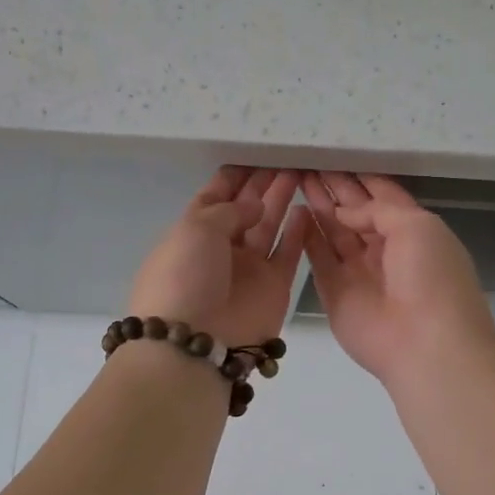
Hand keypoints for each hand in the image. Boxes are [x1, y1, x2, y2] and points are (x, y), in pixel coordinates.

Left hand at [127, 167, 308, 346]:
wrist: (195, 341)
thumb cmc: (185, 276)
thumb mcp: (196, 228)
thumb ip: (230, 210)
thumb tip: (255, 207)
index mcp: (193, 231)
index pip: (214, 196)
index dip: (234, 177)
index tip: (256, 154)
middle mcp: (221, 248)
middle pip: (245, 209)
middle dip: (262, 184)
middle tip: (286, 158)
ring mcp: (248, 268)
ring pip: (268, 226)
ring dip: (281, 200)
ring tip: (299, 173)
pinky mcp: (274, 287)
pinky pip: (288, 253)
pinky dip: (298, 231)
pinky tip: (308, 208)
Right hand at [303, 172, 494, 382]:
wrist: (426, 345)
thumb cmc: (431, 277)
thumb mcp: (416, 226)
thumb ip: (378, 209)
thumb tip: (344, 212)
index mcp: (413, 230)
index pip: (383, 196)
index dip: (360, 177)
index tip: (335, 154)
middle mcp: (385, 249)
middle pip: (355, 212)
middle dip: (334, 188)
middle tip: (307, 163)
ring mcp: (359, 271)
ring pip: (334, 232)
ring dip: (318, 206)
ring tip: (296, 178)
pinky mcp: (335, 292)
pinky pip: (318, 259)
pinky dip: (307, 237)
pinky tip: (294, 212)